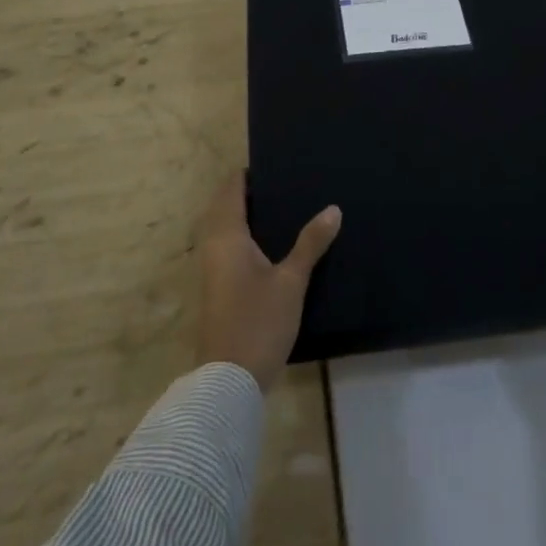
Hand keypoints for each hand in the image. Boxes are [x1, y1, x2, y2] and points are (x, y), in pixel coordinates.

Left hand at [195, 173, 341, 391]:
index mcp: (227, 236)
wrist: (228, 382)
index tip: (276, 164)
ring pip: (226, 229)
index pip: (230, 190)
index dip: (248, 174)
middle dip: (250, 194)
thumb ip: (311, 243)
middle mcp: (213, 247)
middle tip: (286, 184)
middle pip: (226, 207)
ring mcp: (213, 270)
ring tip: (285, 208)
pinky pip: (229, 248)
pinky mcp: (218, 289)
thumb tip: (333, 208)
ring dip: (248, 216)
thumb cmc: (258, 322)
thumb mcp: (291, 281)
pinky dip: (247, 237)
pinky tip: (274, 245)